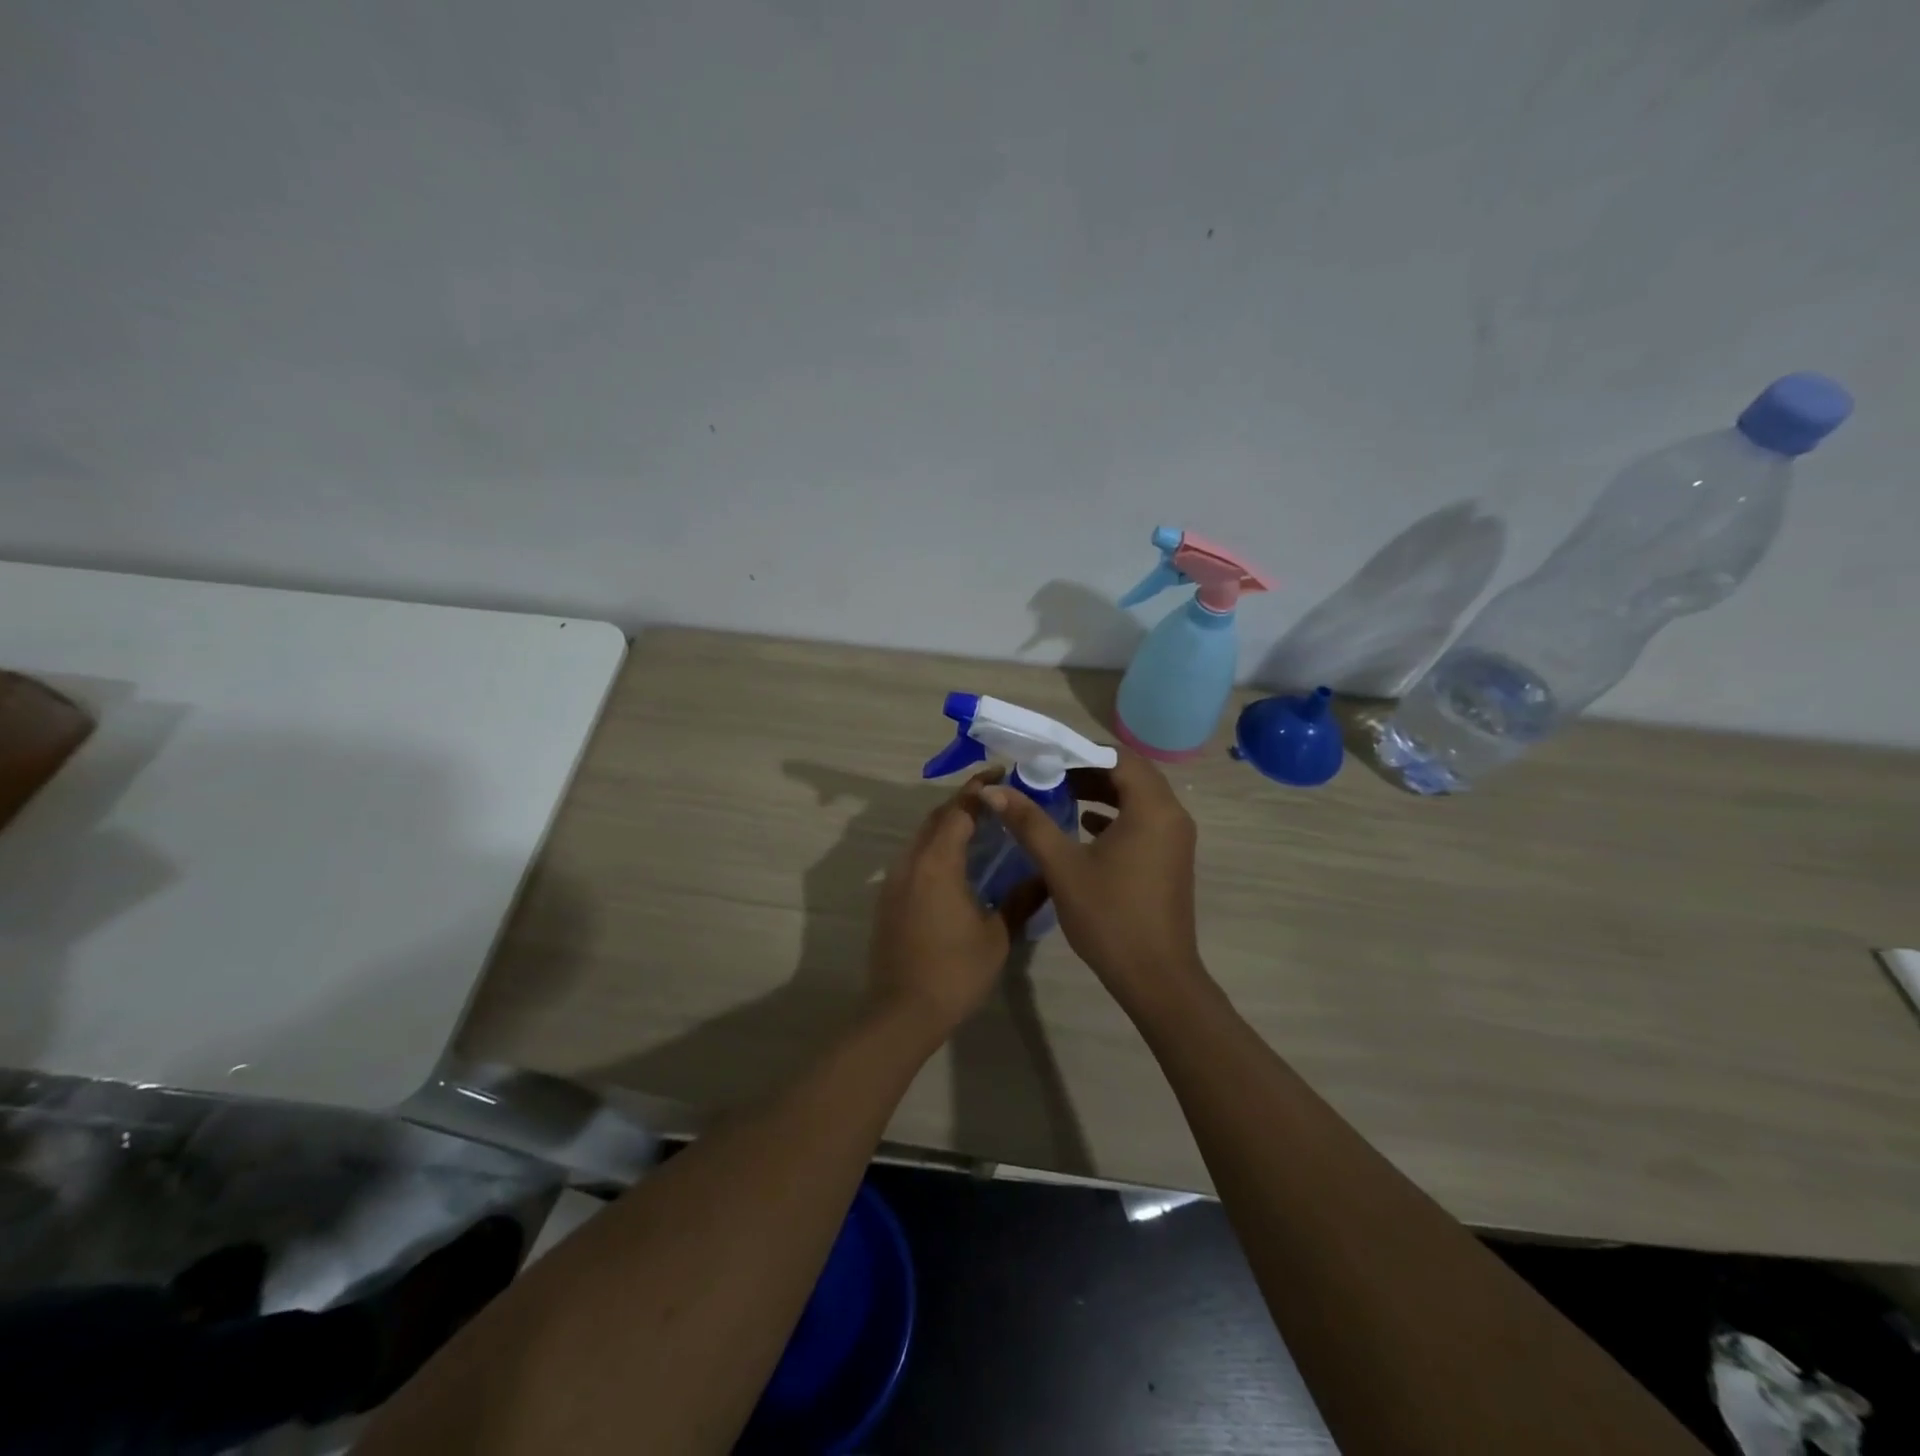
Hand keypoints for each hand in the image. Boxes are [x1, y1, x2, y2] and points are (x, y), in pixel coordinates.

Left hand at [865, 773, 1036, 1042]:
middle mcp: (911, 862)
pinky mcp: (888, 898)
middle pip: (936, 818)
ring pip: (922, 837)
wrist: (902, 1012)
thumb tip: (1045, 876)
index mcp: (937, 863)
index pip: (959, 810)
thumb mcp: (997, 935)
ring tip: (982, 827)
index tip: (1001, 773)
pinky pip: (914, 858)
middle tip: (996, 798)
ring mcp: (895, 880)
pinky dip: (936, 848)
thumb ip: (1021, 899)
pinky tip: (958, 864)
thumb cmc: (955, 971)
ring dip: (948, 825)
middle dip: (964, 802)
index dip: (979, 789)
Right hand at [981, 751, 1206, 1014]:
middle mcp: (1172, 815)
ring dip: (1101, 792)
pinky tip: (1083, 825)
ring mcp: (1175, 838)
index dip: (1078, 752)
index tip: (1043, 756)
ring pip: (1137, 797)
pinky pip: (1143, 820)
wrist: (1156, 977)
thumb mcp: (1062, 866)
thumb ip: (1029, 822)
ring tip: (1059, 794)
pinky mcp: (1171, 858)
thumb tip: (993, 790)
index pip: (1117, 757)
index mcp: (1152, 808)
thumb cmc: (1109, 917)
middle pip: (1130, 774)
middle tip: (1047, 773)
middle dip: (1087, 769)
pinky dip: (1114, 815)